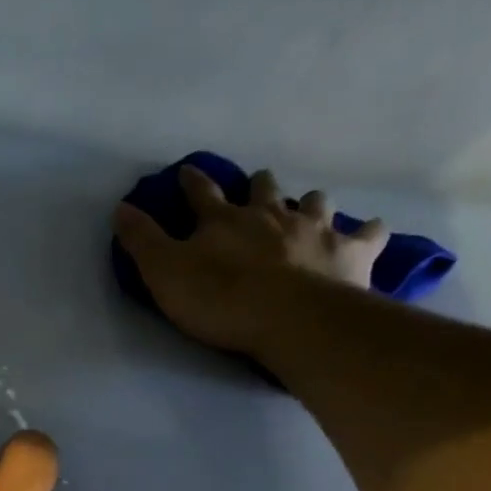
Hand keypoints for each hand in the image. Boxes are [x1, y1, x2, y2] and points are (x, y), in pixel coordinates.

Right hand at [113, 165, 387, 353]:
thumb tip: (120, 207)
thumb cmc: (220, 298)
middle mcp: (271, 215)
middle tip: (257, 186)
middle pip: (264, 190)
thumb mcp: (164, 273)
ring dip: (308, 203)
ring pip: (314, 203)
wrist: (290, 319)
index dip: (192, 182)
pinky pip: (367, 234)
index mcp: (224, 220)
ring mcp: (315, 230)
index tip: (187, 171)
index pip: (201, 194)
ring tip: (308, 208)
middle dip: (258, 186)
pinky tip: (370, 232)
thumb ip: (142, 241)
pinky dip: (367, 232)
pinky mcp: (351, 253)